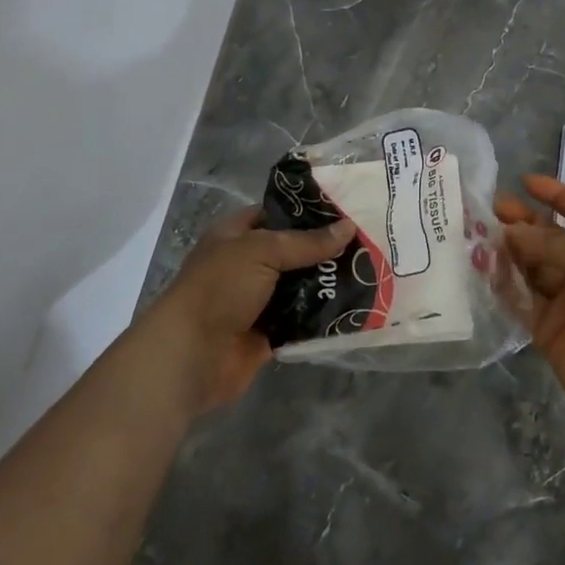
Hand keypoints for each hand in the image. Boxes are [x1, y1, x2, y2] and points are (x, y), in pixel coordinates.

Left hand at [148, 208, 354, 416]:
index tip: (347, 208)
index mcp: (236, 236)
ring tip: (372, 271)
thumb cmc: (219, 289)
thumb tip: (349, 227)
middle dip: (326, 249)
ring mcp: (259, 301)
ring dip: (328, 282)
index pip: (276, 213)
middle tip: (369, 241)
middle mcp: (247, 265)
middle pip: (294, 251)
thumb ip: (306, 242)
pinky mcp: (270, 333)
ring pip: (302, 286)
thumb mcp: (262, 251)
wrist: (192, 355)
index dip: (307, 210)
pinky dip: (324, 315)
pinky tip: (357, 305)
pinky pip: (304, 319)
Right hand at [499, 176, 564, 475]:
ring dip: (510, 251)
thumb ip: (556, 245)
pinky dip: (503, 286)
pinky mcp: (548, 330)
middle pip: (553, 238)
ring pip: (533, 267)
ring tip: (478, 235)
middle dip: (525, 222)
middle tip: (491, 210)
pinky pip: (522, 301)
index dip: (557, 195)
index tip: (525, 182)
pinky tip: (483, 270)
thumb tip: (512, 230)